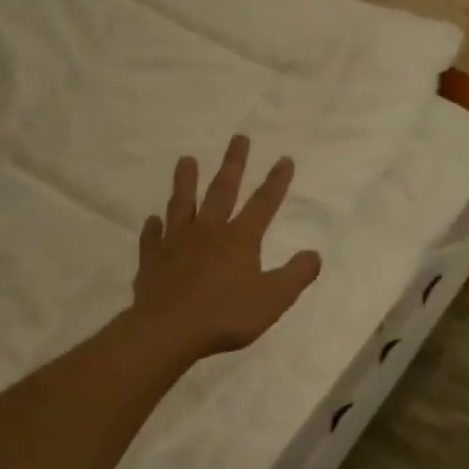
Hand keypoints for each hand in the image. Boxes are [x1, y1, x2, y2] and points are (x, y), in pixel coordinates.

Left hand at [131, 135, 321, 361]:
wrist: (169, 330)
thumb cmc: (227, 314)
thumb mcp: (274, 299)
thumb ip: (296, 275)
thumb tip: (314, 254)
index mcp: (240, 239)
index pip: (263, 204)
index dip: (276, 182)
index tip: (284, 158)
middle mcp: (208, 232)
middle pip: (222, 191)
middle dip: (233, 164)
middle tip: (239, 138)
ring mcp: (176, 243)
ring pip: (182, 204)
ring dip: (186, 181)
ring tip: (186, 160)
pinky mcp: (153, 260)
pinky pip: (153, 238)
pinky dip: (154, 227)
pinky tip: (154, 220)